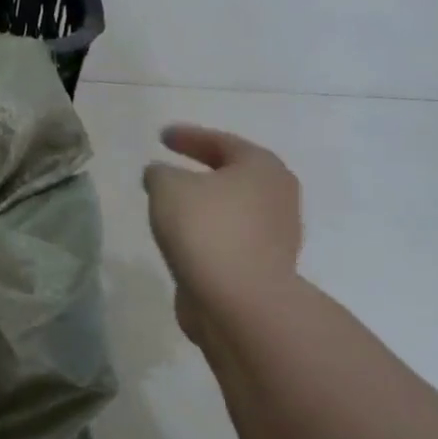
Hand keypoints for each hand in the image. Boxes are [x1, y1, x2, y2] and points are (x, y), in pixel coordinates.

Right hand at [143, 124, 301, 350]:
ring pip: (233, 209)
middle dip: (203, 171)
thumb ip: (160, 173)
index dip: (188, 137)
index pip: (220, 142)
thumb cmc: (206, 230)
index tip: (161, 137)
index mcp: (261, 167)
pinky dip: (208, 234)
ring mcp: (276, 234)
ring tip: (172, 207)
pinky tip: (184, 240)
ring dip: (205, 206)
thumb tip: (161, 174)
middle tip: (172, 169)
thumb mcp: (168, 188)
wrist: (238, 301)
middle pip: (234, 175)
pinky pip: (229, 239)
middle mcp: (278, 195)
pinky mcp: (264, 267)